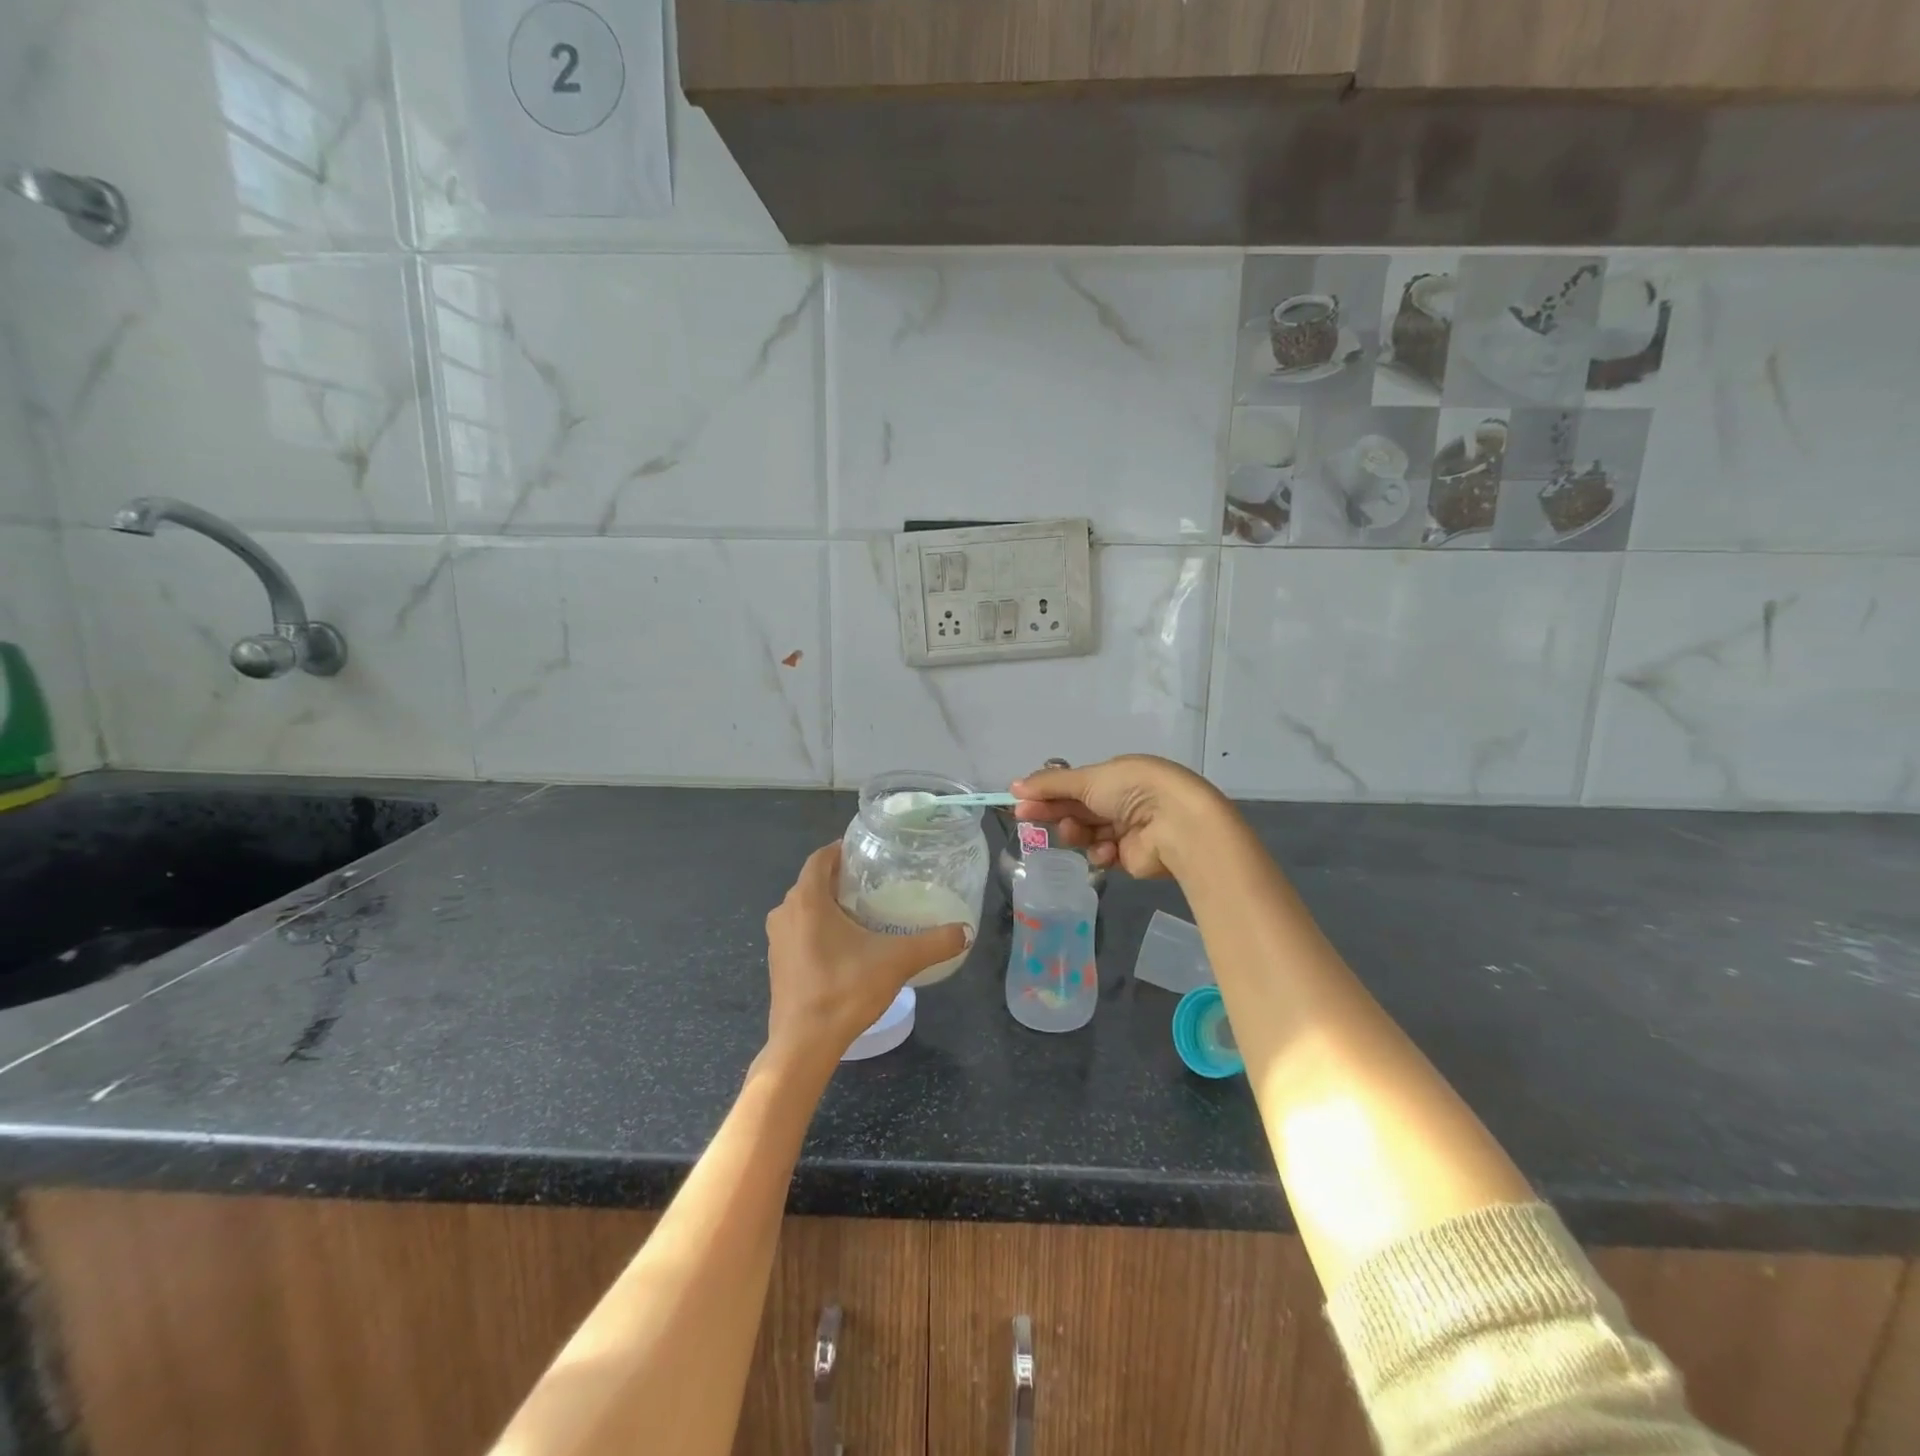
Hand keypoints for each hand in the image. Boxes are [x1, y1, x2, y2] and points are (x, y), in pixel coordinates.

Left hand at [763, 843, 969, 1071]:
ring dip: (828, 905)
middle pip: (812, 882)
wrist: (804, 1044)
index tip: (867, 852)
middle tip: (873, 882)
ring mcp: (778, 940)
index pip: (820, 858)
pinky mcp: (777, 964)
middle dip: (839, 879)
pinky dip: (818, 929)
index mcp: (807, 900)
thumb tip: (966, 931)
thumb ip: (933, 943)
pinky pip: (799, 932)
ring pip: (804, 908)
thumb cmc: (844, 990)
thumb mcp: (896, 962)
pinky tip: (845, 945)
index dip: (841, 850)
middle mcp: (785, 913)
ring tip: (863, 912)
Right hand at [1011, 755, 1229, 879]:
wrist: (1175, 824)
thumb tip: (1014, 786)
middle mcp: (1123, 800)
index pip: (1074, 783)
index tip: (1020, 800)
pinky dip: (1100, 852)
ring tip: (1073, 831)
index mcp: (1116, 775)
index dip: (1047, 791)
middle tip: (1025, 818)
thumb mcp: (1088, 779)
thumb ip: (1050, 785)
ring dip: (1076, 832)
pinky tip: (1105, 850)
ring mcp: (1127, 829)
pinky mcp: (1131, 857)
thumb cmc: (1132, 790)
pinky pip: (1103, 854)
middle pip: (1077, 808)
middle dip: (1053, 812)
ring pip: (1087, 832)